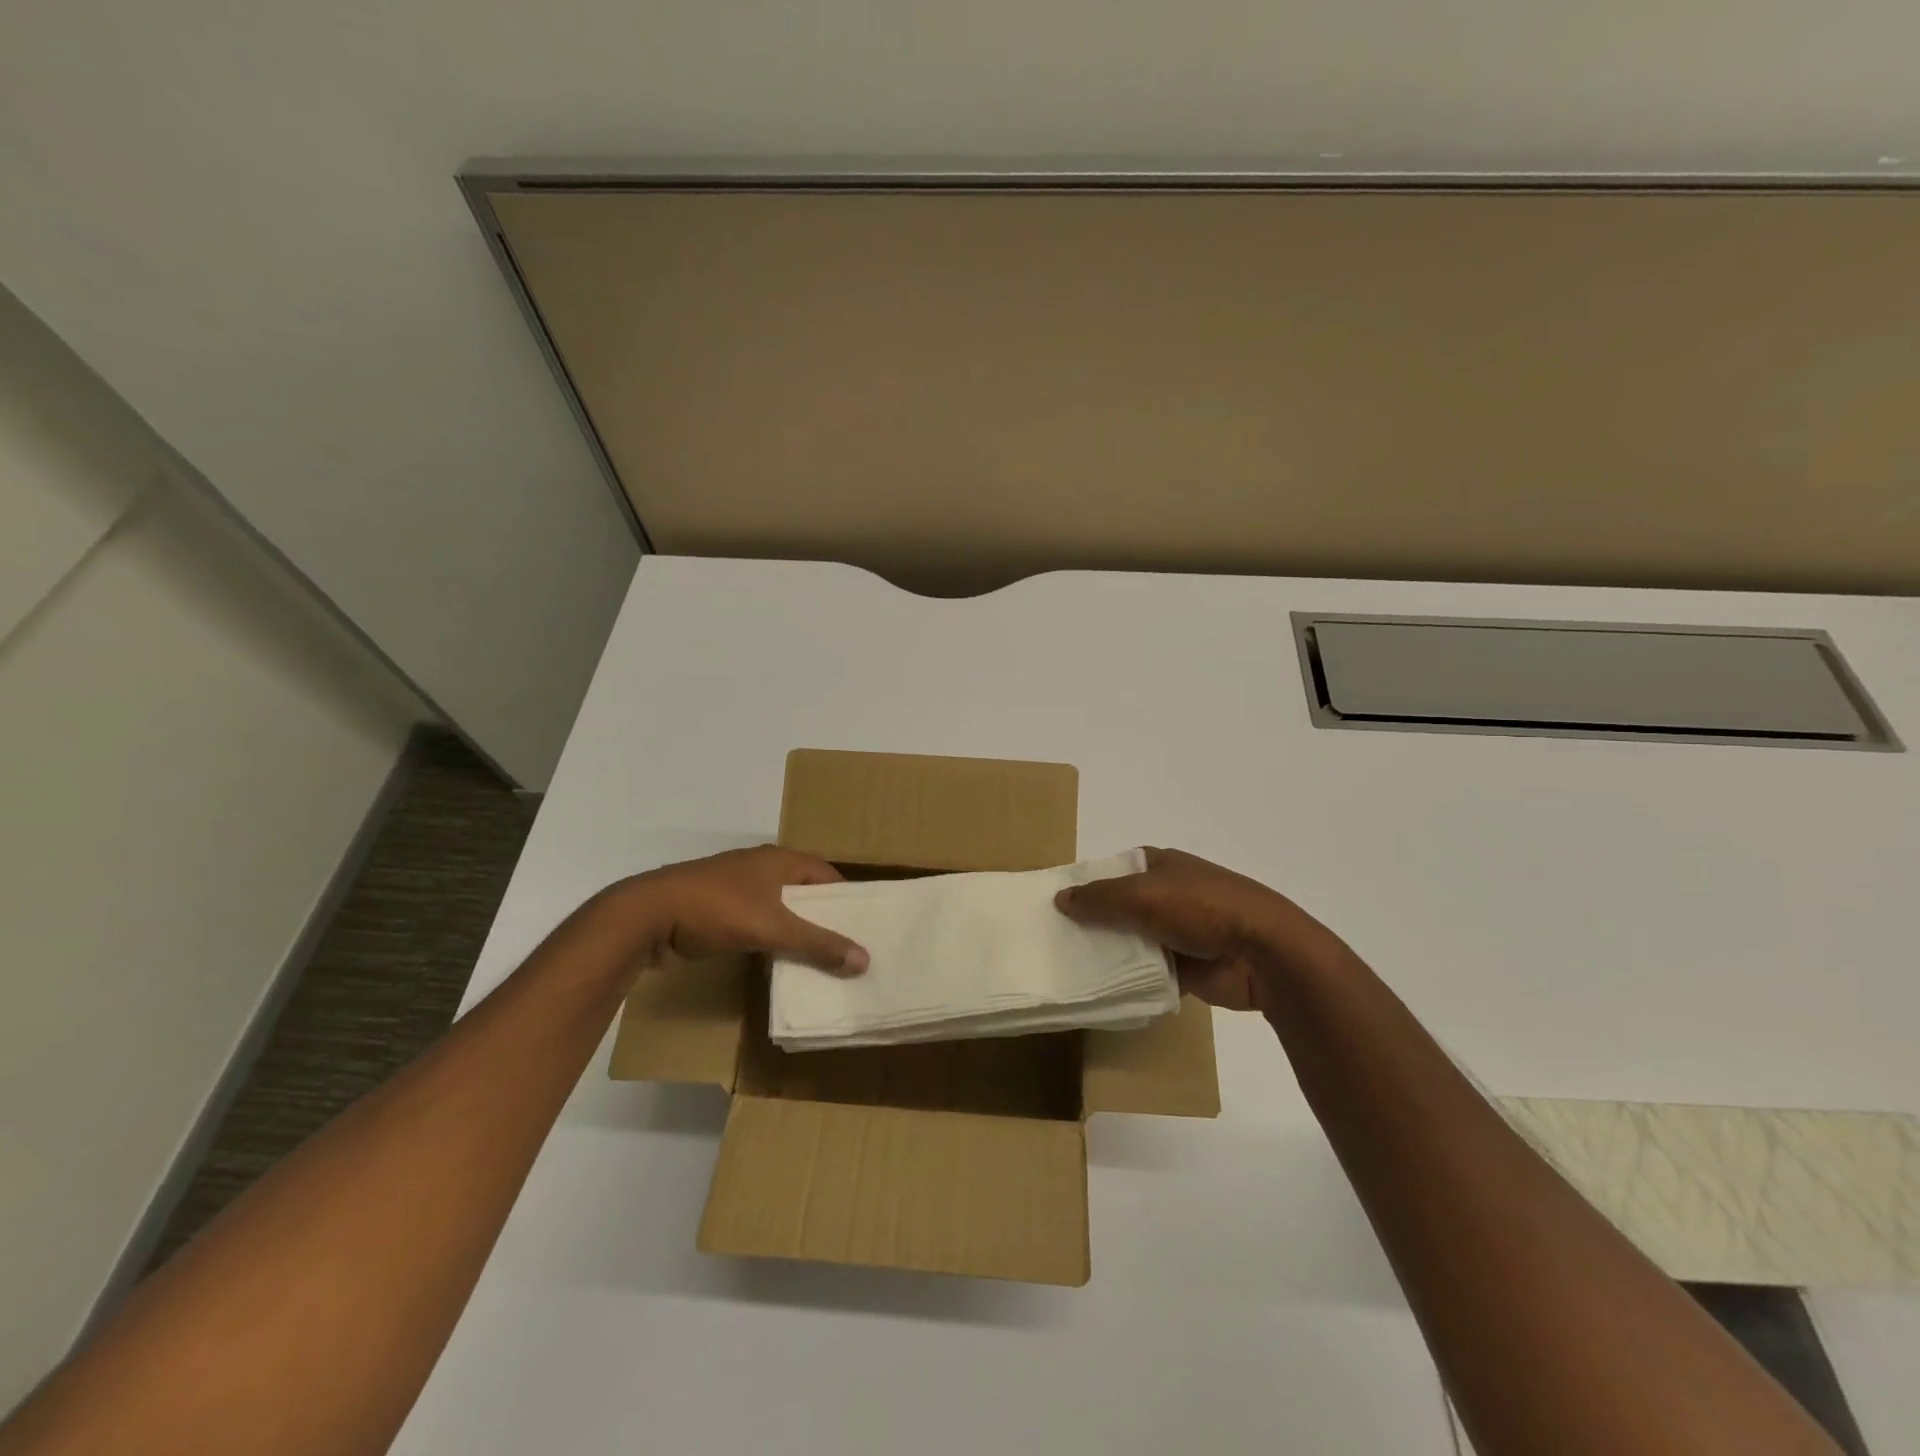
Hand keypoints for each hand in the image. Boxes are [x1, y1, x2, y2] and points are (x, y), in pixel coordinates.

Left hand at [616, 846, 869, 973]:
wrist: (648, 916)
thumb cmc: (716, 908)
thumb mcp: (773, 927)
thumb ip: (818, 944)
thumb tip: (865, 960)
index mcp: (779, 860)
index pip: (827, 875)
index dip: (847, 899)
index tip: (866, 926)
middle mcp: (761, 867)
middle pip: (804, 892)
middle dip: (823, 918)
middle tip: (848, 948)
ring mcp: (736, 887)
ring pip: (779, 909)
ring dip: (796, 931)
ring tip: (820, 960)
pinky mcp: (717, 909)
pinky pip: (757, 922)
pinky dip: (771, 939)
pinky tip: (779, 962)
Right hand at [1054, 847, 1348, 1011]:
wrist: (1264, 953)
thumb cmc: (1203, 907)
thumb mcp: (1143, 894)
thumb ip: (1099, 898)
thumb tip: (1060, 898)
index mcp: (1160, 865)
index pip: (1112, 870)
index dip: (1086, 884)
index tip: (1054, 904)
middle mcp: (1166, 894)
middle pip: (1118, 907)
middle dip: (1091, 922)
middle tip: (1052, 940)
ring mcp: (1177, 931)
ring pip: (1130, 941)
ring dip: (1108, 953)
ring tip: (1067, 967)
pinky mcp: (1185, 967)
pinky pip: (1146, 971)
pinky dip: (1128, 979)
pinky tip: (1099, 989)